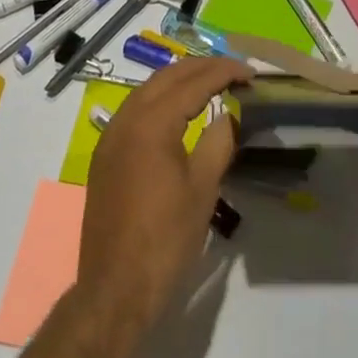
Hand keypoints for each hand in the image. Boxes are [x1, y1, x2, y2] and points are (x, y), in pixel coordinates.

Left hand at [78, 56, 252, 329]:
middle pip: (168, 76)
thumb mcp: (203, 189)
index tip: (251, 72)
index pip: (194, 82)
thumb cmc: (165, 240)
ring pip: (148, 89)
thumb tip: (229, 113)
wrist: (114, 289)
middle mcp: (127, 117)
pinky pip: (136, 108)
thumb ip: (218, 141)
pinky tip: (178, 110)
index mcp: (152, 122)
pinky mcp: (105, 154)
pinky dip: (161, 98)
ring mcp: (111, 135)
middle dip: (202, 68)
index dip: (225, 72)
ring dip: (180, 80)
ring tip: (211, 83)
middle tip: (234, 71)